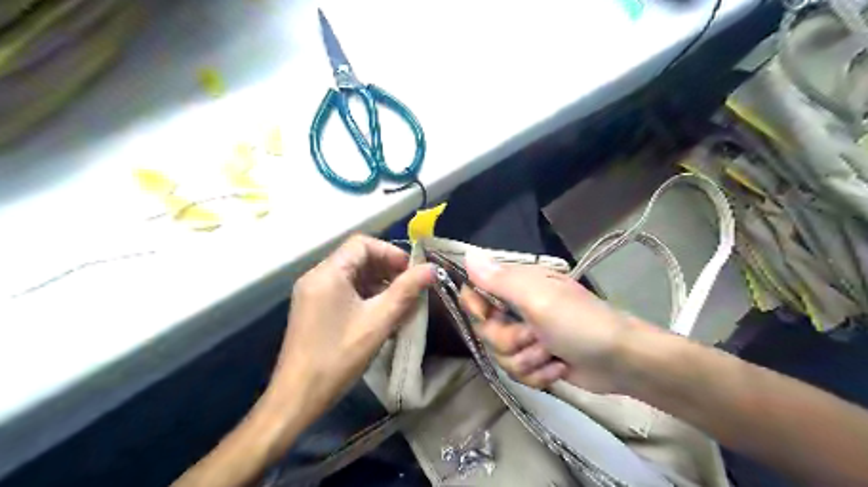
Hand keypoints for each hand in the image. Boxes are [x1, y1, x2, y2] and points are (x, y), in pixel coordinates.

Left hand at [267, 235, 433, 417]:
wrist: (297, 397)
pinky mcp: (313, 308)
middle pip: (356, 258)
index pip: (362, 244)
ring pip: (351, 275)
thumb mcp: (378, 322)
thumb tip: (431, 268)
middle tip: (410, 288)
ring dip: (378, 283)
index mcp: (328, 273)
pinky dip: (365, 295)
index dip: (390, 252)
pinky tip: (381, 313)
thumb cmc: (339, 357)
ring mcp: (312, 293)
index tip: (411, 271)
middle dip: (386, 269)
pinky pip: (343, 290)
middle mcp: (316, 276)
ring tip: (400, 302)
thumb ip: (406, 291)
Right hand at [461, 250, 649, 392]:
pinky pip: (517, 372)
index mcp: (517, 286)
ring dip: (527, 360)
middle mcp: (518, 308)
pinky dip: (538, 374)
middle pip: (486, 330)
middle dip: (509, 340)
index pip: (476, 291)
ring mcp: (527, 336)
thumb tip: (467, 253)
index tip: (488, 316)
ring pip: (500, 355)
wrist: (621, 361)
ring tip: (552, 355)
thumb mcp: (537, 299)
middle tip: (535, 336)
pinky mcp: (536, 360)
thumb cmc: (579, 323)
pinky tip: (558, 368)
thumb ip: (499, 280)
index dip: (476, 307)